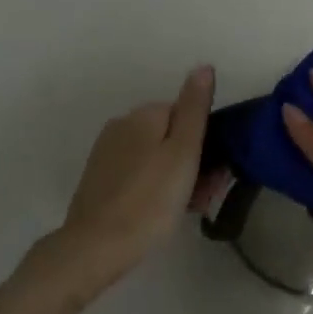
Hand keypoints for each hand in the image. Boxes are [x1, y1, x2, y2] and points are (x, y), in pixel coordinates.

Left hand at [28, 65, 214, 298]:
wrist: (96, 247)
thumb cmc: (150, 200)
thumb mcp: (183, 152)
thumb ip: (195, 108)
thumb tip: (204, 66)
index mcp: (143, 114)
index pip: (187, 114)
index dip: (206, 143)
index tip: (216, 174)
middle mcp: (121, 125)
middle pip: (170, 136)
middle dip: (192, 161)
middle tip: (205, 196)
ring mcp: (107, 153)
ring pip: (155, 157)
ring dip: (176, 177)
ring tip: (188, 209)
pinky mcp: (99, 179)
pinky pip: (138, 174)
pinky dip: (154, 187)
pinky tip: (161, 212)